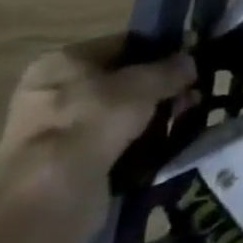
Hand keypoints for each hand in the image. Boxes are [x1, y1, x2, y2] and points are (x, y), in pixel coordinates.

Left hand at [0, 35, 194, 223]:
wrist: (52, 197)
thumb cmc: (92, 122)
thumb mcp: (142, 85)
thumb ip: (170, 69)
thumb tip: (190, 62)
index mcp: (61, 62)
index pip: (121, 45)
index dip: (158, 51)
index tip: (188, 62)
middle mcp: (52, 93)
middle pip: (120, 82)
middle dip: (157, 89)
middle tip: (191, 95)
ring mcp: (56, 133)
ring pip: (119, 116)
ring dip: (151, 118)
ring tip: (185, 119)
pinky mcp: (65, 168)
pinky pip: (112, 146)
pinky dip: (136, 146)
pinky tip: (165, 146)